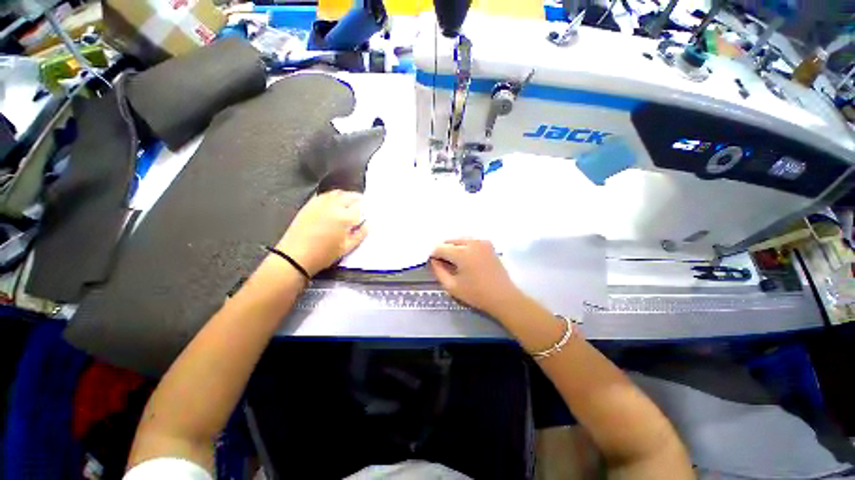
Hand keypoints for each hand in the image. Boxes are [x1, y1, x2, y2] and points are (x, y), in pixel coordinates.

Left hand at [276, 190, 366, 275]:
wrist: (295, 257)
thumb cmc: (324, 255)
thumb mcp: (347, 248)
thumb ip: (361, 234)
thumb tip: (369, 224)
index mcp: (344, 217)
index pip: (361, 207)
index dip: (367, 209)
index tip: (369, 213)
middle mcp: (333, 206)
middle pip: (350, 196)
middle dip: (358, 199)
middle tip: (363, 205)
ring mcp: (320, 204)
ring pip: (337, 193)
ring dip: (347, 196)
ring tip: (350, 203)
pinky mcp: (309, 204)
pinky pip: (325, 195)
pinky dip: (333, 196)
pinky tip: (335, 202)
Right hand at [430, 239, 522, 316]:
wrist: (503, 296)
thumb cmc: (476, 294)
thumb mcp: (452, 286)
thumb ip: (438, 271)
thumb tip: (433, 260)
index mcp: (462, 253)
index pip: (440, 248)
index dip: (434, 255)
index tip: (433, 263)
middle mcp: (472, 242)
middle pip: (450, 241)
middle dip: (444, 250)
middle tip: (443, 263)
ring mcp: (482, 241)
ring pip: (460, 239)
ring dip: (453, 247)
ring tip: (454, 261)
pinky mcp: (488, 244)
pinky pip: (470, 240)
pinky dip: (464, 246)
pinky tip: (465, 258)